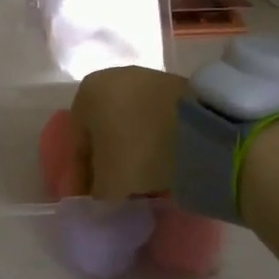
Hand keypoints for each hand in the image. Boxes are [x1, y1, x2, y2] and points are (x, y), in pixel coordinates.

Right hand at [70, 65, 190, 200]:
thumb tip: (101, 195)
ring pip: (129, 124)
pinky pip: (154, 120)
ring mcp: (146, 78)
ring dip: (131, 151)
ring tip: (141, 180)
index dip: (81, 177)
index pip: (77, 143)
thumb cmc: (139, 149)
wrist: (201, 127)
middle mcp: (111, 78)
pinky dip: (153, 141)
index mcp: (86, 94)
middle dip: (106, 161)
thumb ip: (97, 191)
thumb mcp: (109, 182)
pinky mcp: (175, 86)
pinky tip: (161, 162)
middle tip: (114, 190)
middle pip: (103, 131)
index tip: (89, 200)